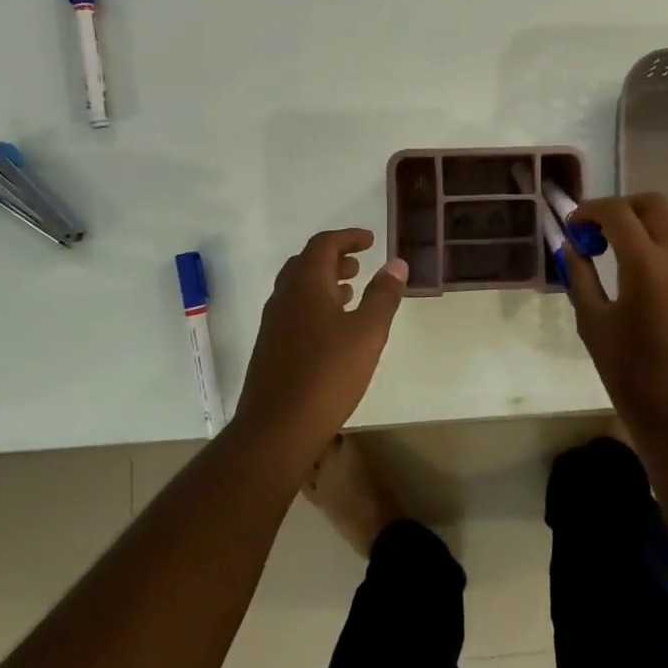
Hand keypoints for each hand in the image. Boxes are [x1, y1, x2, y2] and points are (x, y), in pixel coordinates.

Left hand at [231, 229, 406, 473]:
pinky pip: (294, 311)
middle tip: (360, 264)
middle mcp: (284, 297)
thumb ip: (383, 295)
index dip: (348, 237)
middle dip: (335, 258)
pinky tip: (333, 330)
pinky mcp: (270, 349)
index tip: (371, 241)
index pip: (324, 244)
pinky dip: (315, 305)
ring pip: (298, 289)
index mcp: (305, 284)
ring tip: (351, 292)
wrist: (276, 430)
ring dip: (324, 282)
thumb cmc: (327, 375)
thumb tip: (396, 263)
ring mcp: (273, 324)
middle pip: (307, 263)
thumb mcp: (368, 332)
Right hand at [566, 194, 667, 441]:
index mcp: (647, 266)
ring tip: (624, 256)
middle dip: (624, 208)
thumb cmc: (628, 373)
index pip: (618, 213)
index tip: (575, 225)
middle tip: (601, 230)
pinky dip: (667, 254)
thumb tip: (571, 245)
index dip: (591, 210)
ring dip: (648, 229)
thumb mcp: (592, 321)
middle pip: (655, 205)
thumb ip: (580, 274)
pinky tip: (653, 285)